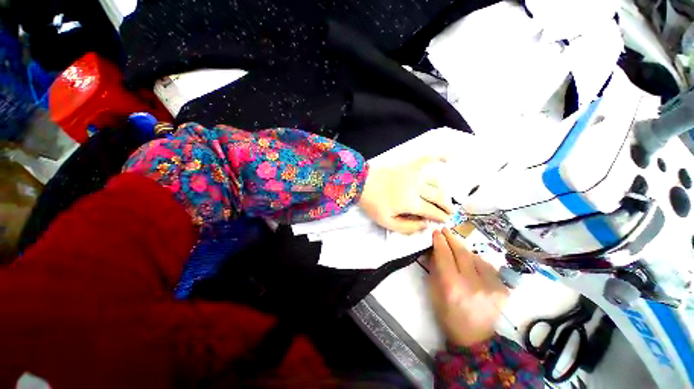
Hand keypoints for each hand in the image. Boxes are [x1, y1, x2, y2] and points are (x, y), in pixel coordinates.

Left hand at [358, 156, 453, 233]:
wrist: (362, 183)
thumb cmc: (373, 204)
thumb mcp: (387, 222)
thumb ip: (408, 227)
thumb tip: (426, 225)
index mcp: (411, 203)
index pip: (432, 211)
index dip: (441, 217)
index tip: (445, 220)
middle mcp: (417, 188)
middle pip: (438, 197)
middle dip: (446, 206)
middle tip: (450, 211)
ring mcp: (414, 174)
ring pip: (436, 182)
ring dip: (443, 191)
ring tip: (444, 197)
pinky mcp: (408, 165)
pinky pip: (427, 159)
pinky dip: (439, 157)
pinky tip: (450, 156)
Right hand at [429, 228, 508, 346]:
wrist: (474, 337)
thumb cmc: (447, 314)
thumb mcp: (434, 290)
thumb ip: (435, 267)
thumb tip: (434, 249)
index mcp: (452, 285)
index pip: (445, 255)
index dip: (440, 241)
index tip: (436, 231)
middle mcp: (473, 283)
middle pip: (461, 252)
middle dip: (452, 238)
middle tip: (445, 230)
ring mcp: (491, 286)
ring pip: (475, 257)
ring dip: (464, 250)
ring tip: (456, 248)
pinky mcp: (503, 289)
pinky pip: (487, 266)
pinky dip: (477, 262)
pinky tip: (472, 264)